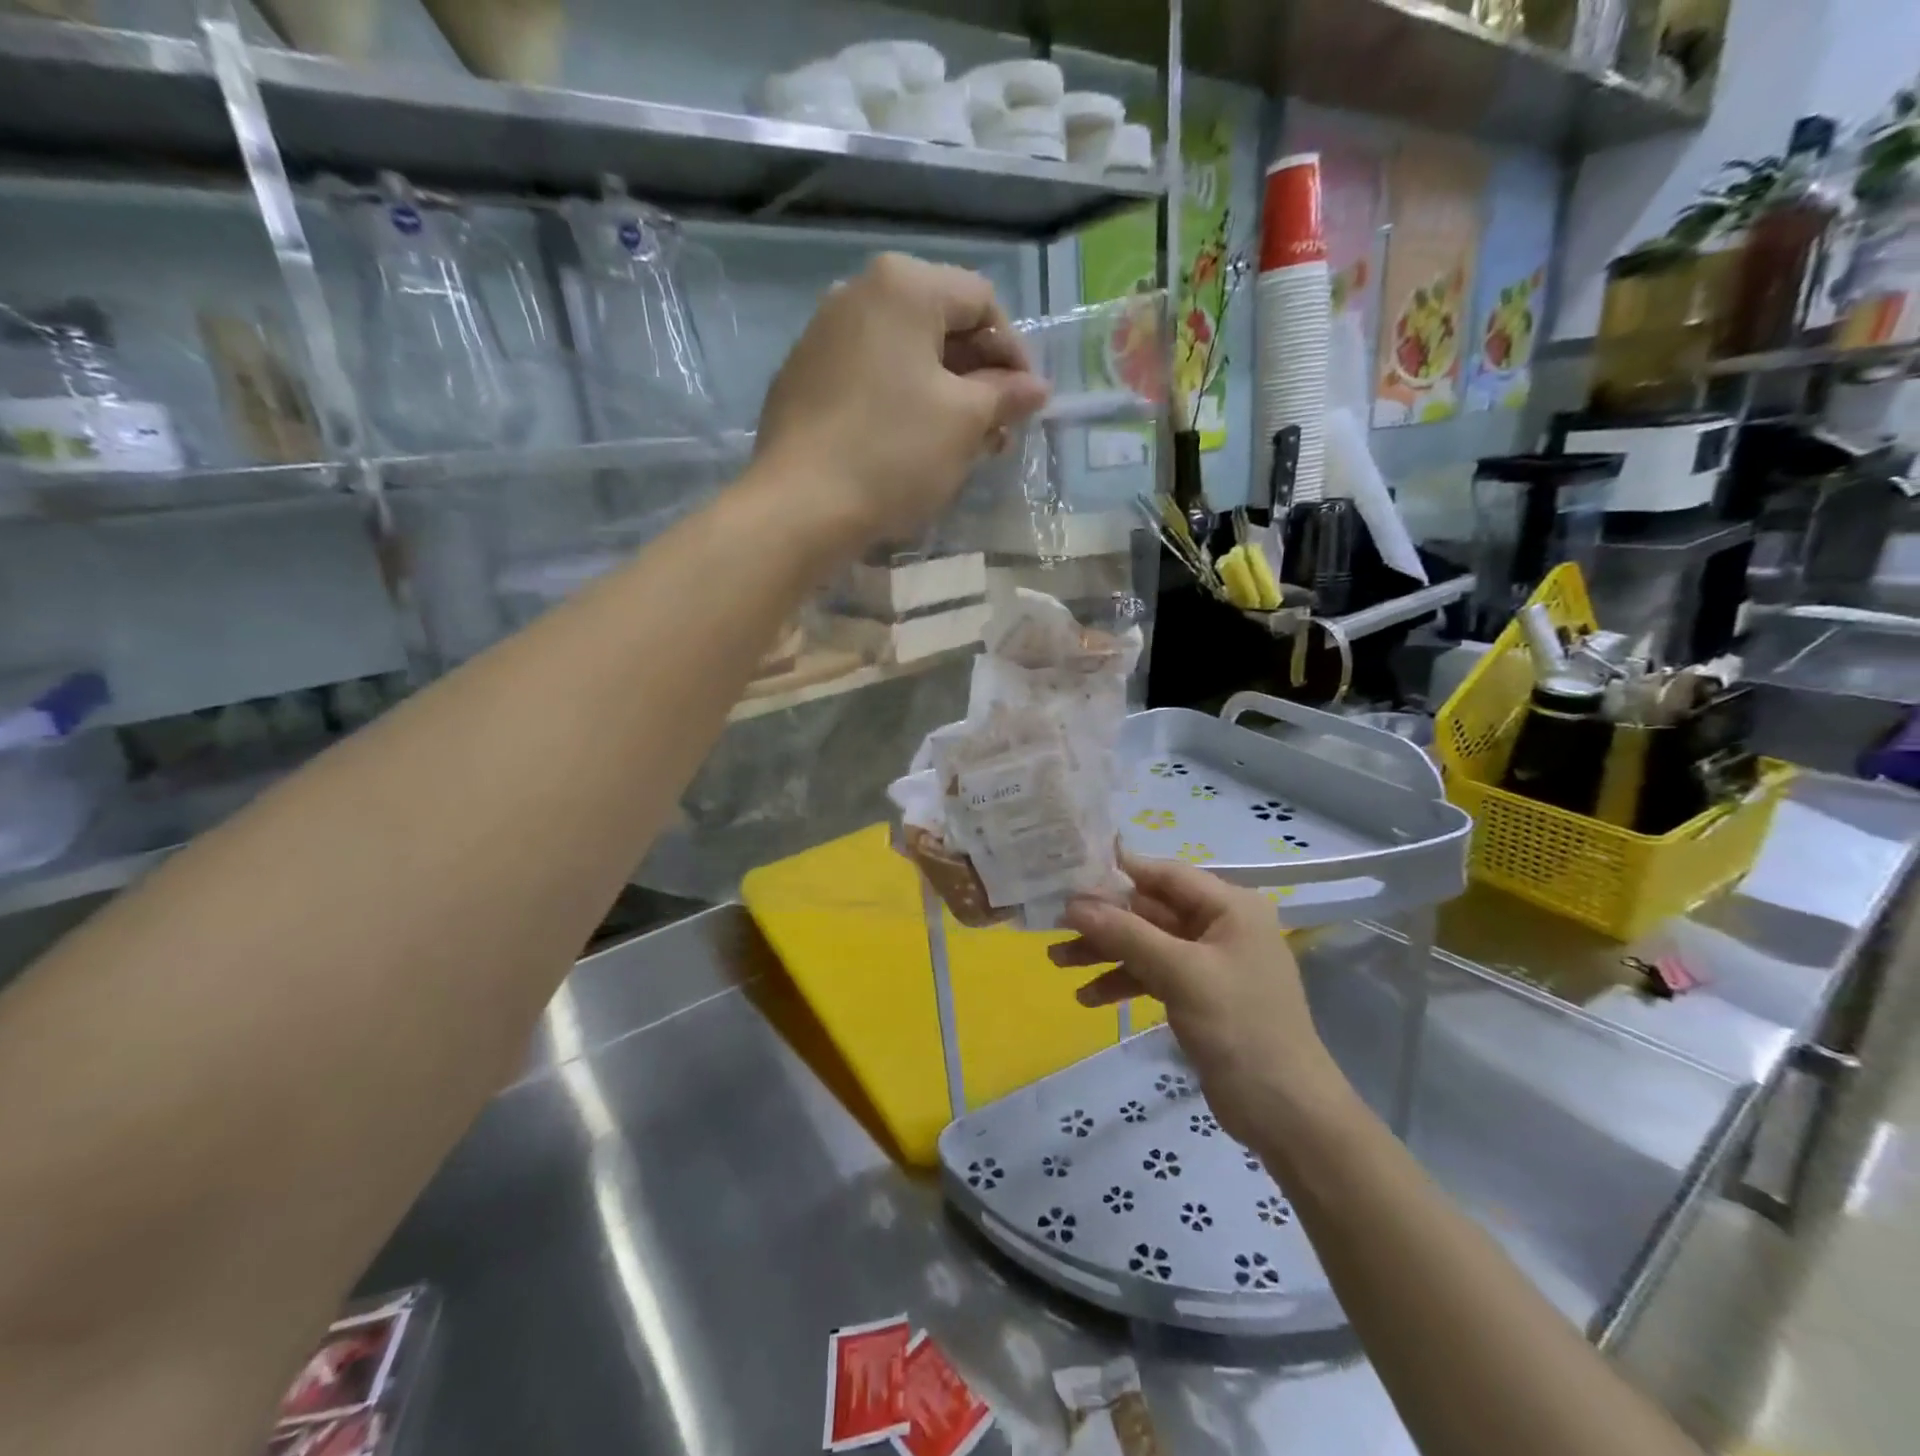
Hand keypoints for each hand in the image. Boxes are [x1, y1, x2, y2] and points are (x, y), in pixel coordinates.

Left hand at [754, 253, 1049, 544]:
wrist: (800, 506)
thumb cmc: (893, 453)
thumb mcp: (964, 423)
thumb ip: (1005, 395)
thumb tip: (1037, 387)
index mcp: (903, 286)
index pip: (982, 302)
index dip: (1015, 353)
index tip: (1027, 404)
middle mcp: (858, 293)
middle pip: (940, 326)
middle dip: (979, 378)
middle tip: (999, 432)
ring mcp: (823, 335)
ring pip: (905, 356)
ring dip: (944, 396)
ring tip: (963, 447)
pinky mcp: (803, 378)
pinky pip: (870, 378)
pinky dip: (902, 403)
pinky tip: (913, 447)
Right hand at [1049, 853, 1345, 1143]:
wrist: (1285, 1113)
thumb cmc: (1240, 1028)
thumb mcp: (1181, 973)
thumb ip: (1126, 934)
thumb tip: (1073, 904)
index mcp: (1230, 906)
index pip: (1165, 874)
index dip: (1117, 872)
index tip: (1068, 874)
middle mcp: (1220, 925)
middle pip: (1150, 910)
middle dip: (1103, 920)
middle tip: (1053, 924)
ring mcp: (1208, 962)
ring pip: (1146, 943)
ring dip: (1105, 952)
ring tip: (1057, 961)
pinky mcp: (1198, 994)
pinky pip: (1152, 974)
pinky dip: (1122, 981)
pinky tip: (1088, 997)